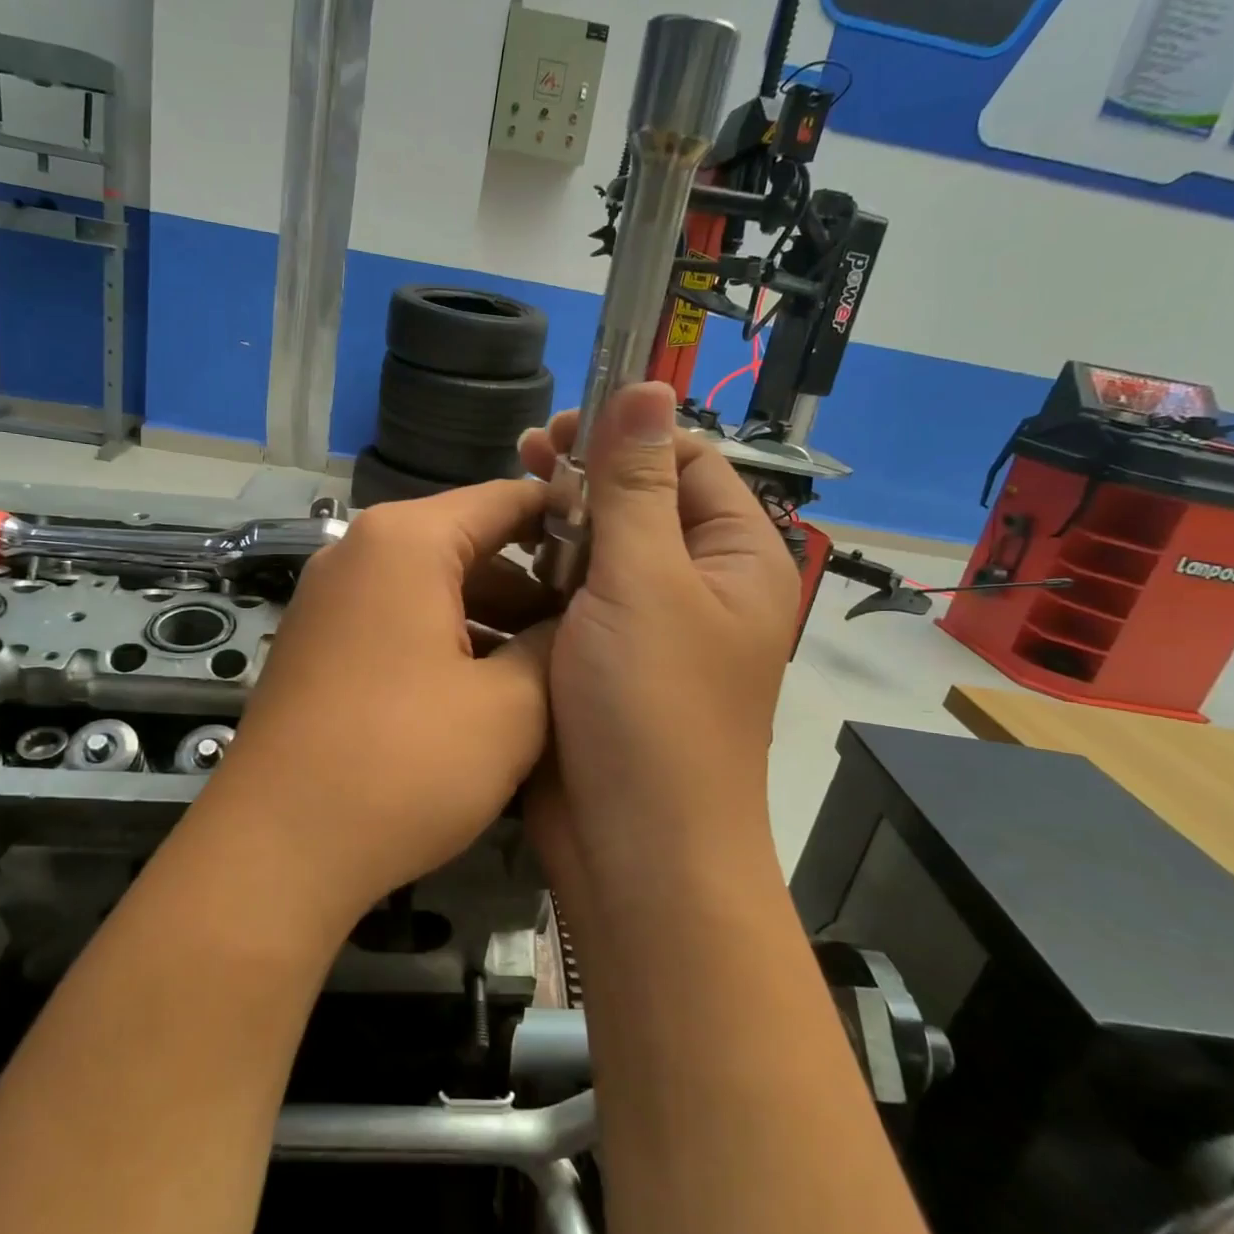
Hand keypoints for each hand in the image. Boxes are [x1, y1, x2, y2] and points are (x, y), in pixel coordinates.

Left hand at [200, 480, 555, 924]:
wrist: (275, 851)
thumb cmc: (403, 764)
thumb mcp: (510, 707)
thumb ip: (555, 646)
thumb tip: (577, 619)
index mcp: (406, 541)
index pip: (505, 499)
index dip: (568, 520)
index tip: (616, 554)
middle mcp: (359, 553)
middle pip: (467, 543)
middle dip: (532, 582)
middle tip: (592, 625)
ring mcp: (330, 599)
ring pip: (433, 587)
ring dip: (491, 619)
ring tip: (548, 666)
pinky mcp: (318, 644)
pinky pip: (399, 621)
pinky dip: (447, 641)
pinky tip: (486, 691)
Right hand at [518, 383, 797, 885]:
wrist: (636, 852)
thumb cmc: (652, 709)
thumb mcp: (644, 582)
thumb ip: (637, 483)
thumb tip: (650, 382)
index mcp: (736, 557)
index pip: (687, 460)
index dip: (626, 435)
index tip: (558, 433)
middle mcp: (699, 585)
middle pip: (641, 502)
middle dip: (583, 478)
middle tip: (522, 459)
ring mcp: (648, 627)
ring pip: (600, 551)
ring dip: (556, 527)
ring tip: (501, 510)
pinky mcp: (603, 661)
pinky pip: (574, 599)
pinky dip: (542, 578)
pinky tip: (498, 567)